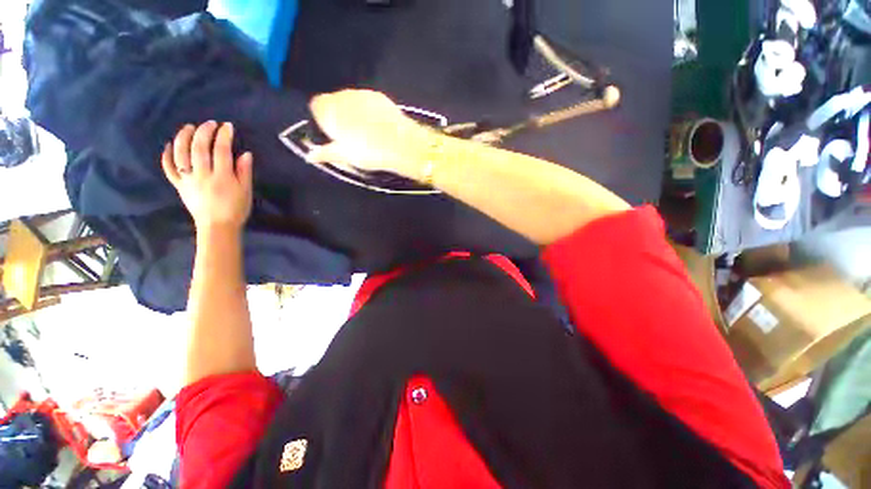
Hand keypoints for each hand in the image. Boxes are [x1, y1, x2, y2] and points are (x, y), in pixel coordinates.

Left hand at [162, 121, 253, 232]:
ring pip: (181, 154)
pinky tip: (169, 145)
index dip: (224, 136)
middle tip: (210, 123)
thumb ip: (244, 172)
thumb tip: (245, 153)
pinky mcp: (179, 185)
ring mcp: (188, 179)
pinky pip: (169, 168)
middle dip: (204, 132)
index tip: (228, 126)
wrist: (217, 227)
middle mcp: (202, 175)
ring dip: (184, 138)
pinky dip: (167, 155)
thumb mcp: (246, 191)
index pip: (221, 150)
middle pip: (199, 148)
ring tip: (189, 127)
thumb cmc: (236, 209)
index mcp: (222, 177)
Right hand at [307, 89, 430, 178]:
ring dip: (353, 112)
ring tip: (367, 132)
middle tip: (350, 137)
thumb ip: (326, 153)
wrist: (401, 144)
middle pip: (334, 102)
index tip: (331, 134)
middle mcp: (343, 96)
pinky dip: (369, 111)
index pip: (315, 106)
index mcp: (329, 110)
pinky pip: (367, 101)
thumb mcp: (345, 157)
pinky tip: (379, 126)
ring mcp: (362, 93)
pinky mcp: (380, 96)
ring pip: (351, 101)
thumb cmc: (368, 152)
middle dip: (338, 116)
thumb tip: (311, 155)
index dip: (322, 120)